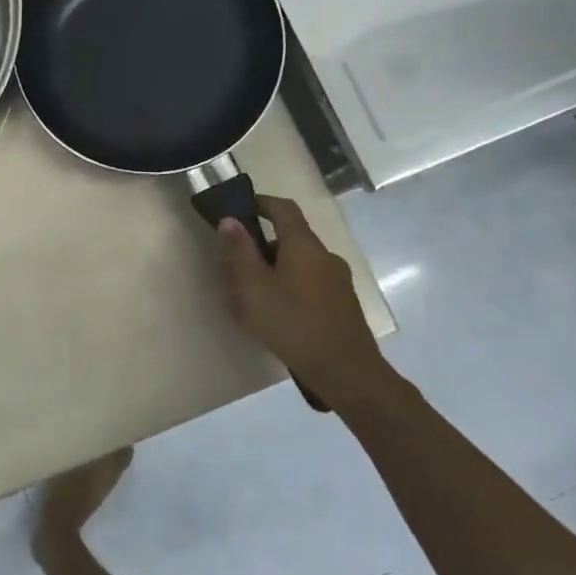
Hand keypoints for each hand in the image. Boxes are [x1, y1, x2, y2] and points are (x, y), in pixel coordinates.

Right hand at [216, 195, 387, 408]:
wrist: (346, 372)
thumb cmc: (292, 323)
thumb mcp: (253, 287)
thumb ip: (239, 252)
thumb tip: (230, 220)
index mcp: (303, 245)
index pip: (283, 208)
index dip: (261, 202)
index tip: (240, 207)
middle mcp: (325, 256)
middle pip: (289, 239)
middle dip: (260, 247)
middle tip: (234, 267)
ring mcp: (338, 281)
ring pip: (298, 265)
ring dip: (273, 271)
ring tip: (250, 298)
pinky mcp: (342, 305)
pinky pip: (309, 285)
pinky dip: (288, 289)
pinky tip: (275, 316)